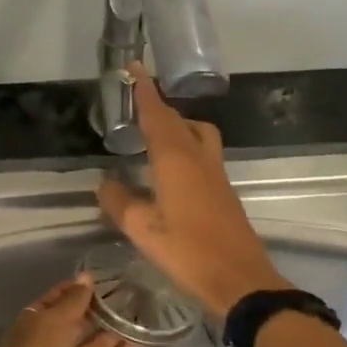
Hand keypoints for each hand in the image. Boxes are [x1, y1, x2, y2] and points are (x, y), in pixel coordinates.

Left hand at [0, 276, 136, 346]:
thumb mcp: (51, 324)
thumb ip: (71, 302)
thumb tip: (86, 279)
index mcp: (29, 331)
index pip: (49, 305)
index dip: (69, 291)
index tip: (96, 278)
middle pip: (72, 325)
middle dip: (94, 309)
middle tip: (124, 290)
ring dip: (111, 331)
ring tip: (138, 310)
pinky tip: (140, 340)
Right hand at [96, 64, 289, 319]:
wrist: (241, 279)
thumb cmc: (188, 252)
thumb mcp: (143, 230)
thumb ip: (120, 202)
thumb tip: (105, 183)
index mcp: (176, 160)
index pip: (157, 115)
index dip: (144, 91)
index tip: (134, 68)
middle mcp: (198, 158)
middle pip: (178, 120)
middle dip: (158, 106)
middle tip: (137, 104)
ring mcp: (216, 173)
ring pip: (197, 133)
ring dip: (177, 124)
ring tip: (154, 134)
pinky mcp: (224, 190)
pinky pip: (203, 152)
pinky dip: (186, 144)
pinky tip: (172, 167)